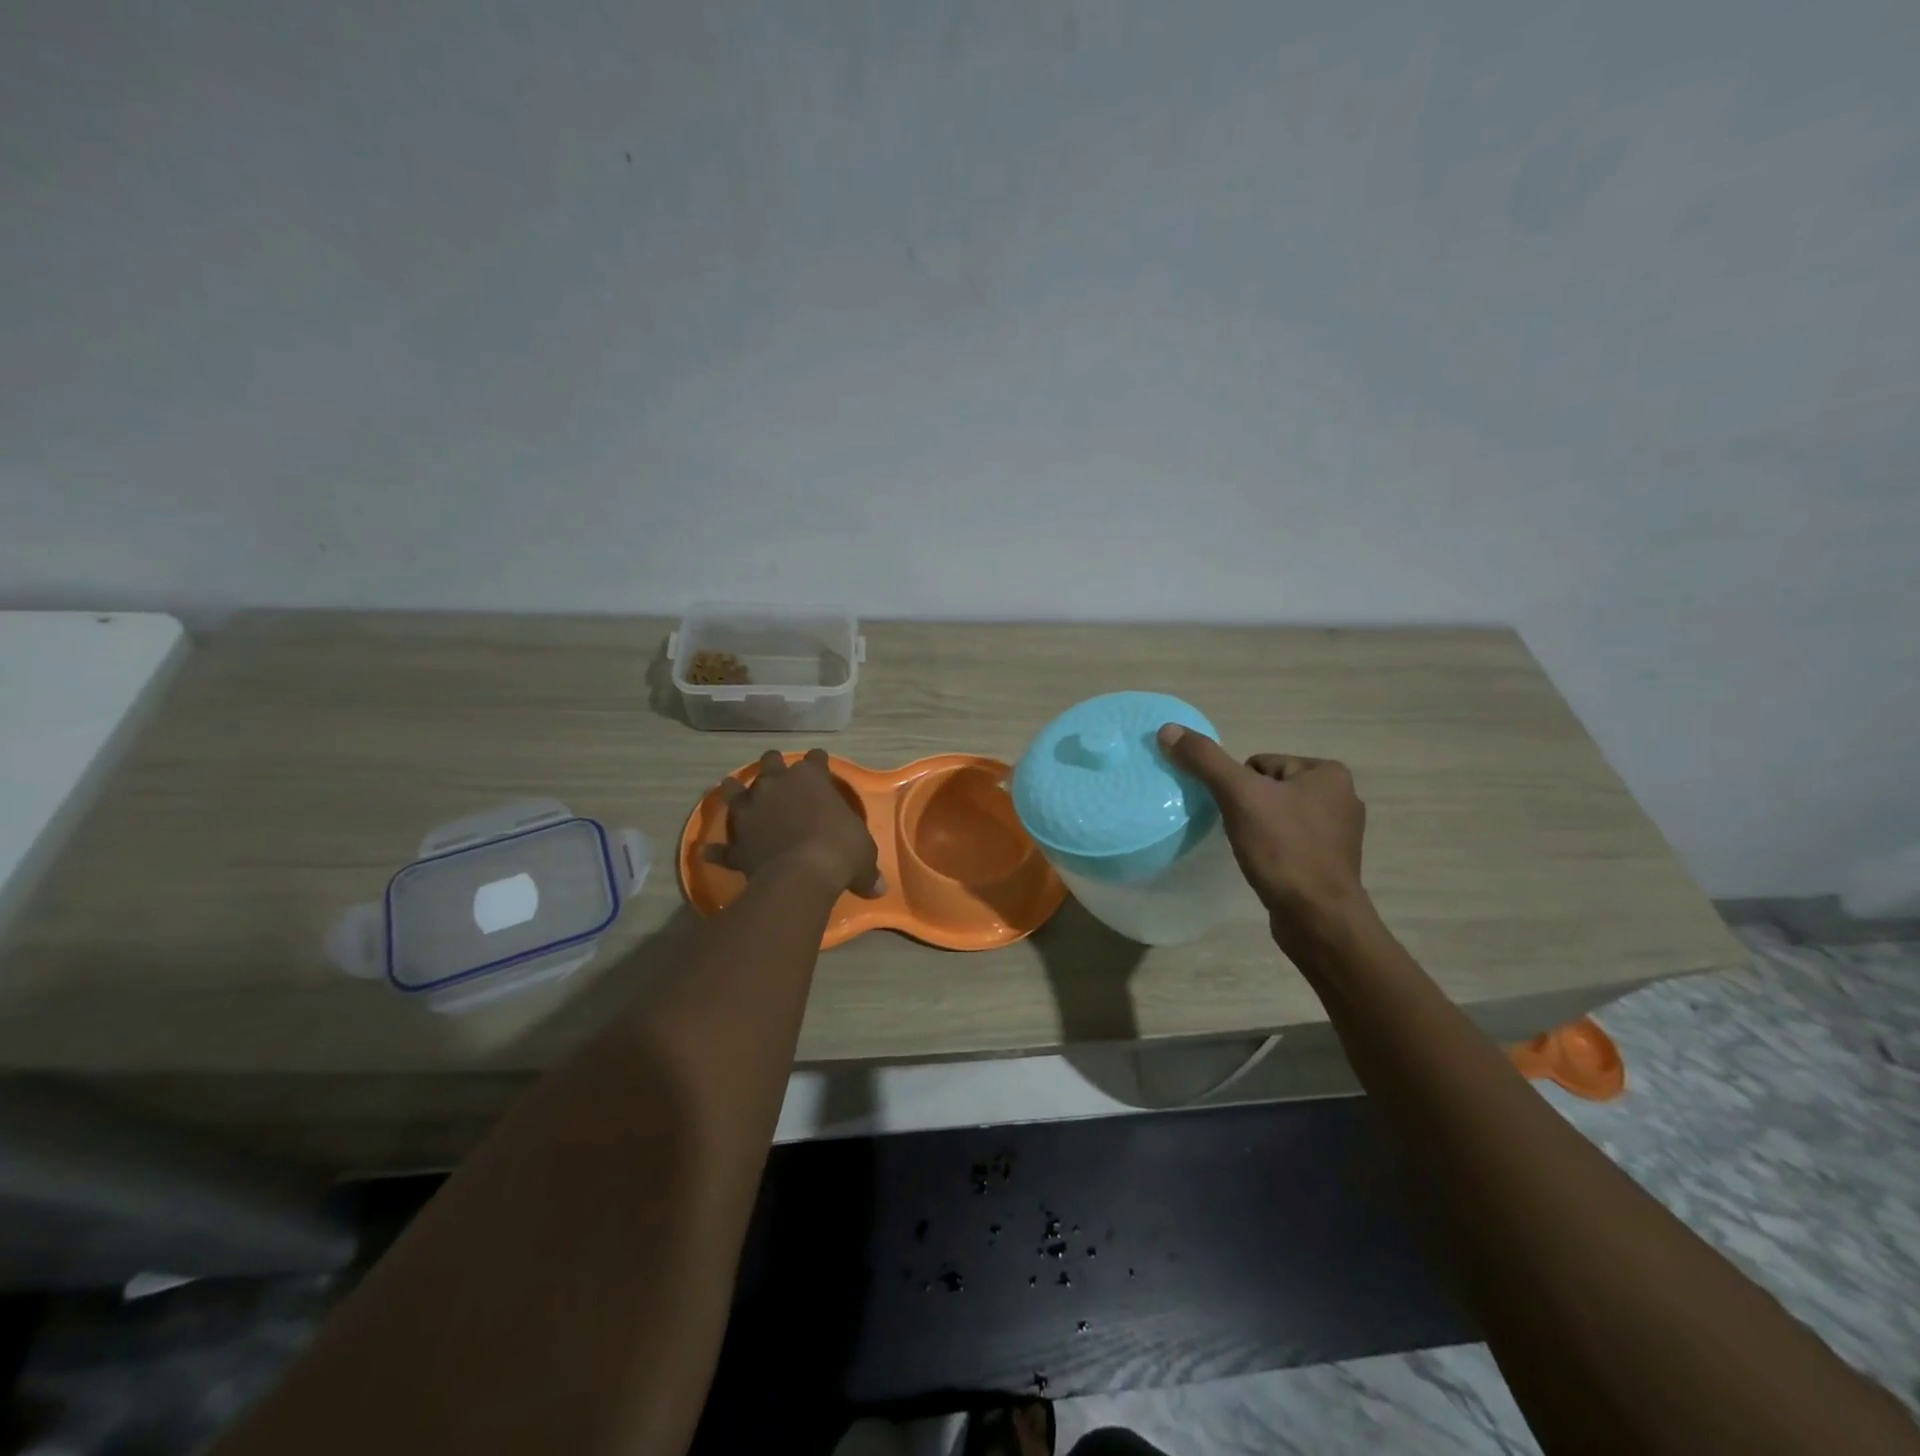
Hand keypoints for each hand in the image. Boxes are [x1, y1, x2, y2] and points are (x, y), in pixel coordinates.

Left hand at [713, 749, 883, 897]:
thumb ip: (866, 868)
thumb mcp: (864, 856)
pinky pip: (722, 846)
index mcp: (811, 778)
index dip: (818, 762)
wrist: (801, 875)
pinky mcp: (737, 841)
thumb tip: (878, 888)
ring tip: (733, 791)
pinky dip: (717, 849)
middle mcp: (776, 784)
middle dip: (774, 766)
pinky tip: (709, 851)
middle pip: (771, 762)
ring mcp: (751, 810)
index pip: (816, 759)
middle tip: (778, 776)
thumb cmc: (840, 851)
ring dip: (734, 790)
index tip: (820, 765)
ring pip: (734, 790)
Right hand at [1157, 724, 1369, 938]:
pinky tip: (1265, 866)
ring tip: (1252, 851)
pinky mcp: (1330, 863)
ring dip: (1258, 829)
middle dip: (1248, 808)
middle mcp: (1341, 797)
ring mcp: (1339, 833)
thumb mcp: (1238, 796)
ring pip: (1276, 816)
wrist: (1317, 918)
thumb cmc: (1283, 849)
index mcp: (1328, 773)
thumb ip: (1204, 760)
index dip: (1238, 787)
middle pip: (1267, 788)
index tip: (1238, 813)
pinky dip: (1272, 850)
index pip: (1259, 764)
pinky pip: (1288, 842)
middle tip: (1242, 833)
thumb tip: (1167, 730)